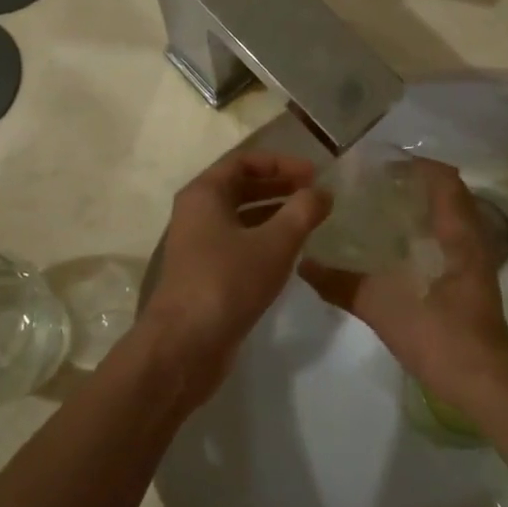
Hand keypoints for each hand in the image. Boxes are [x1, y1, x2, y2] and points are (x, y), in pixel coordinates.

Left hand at [141, 151, 330, 397]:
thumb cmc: (228, 282)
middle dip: (280, 186)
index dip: (282, 163)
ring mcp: (199, 244)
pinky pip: (239, 242)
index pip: (245, 161)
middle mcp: (197, 212)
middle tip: (315, 194)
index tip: (313, 174)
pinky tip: (290, 252)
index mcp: (205, 193)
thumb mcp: (275, 243)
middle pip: (242, 186)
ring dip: (274, 213)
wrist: (185, 346)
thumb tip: (322, 192)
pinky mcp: (205, 272)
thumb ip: (303, 211)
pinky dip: (264, 238)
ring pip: (241, 216)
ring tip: (309, 220)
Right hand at [300, 159, 507, 416]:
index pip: (445, 179)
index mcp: (459, 234)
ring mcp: (474, 264)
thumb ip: (343, 284)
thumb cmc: (441, 335)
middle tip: (374, 188)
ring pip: (450, 220)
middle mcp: (472, 240)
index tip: (380, 166)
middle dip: (414, 186)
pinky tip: (396, 253)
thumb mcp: (384, 308)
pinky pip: (448, 243)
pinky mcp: (470, 285)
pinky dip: (425, 236)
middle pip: (448, 195)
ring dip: (421, 211)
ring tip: (381, 214)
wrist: (483, 384)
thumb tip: (304, 264)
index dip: (416, 165)